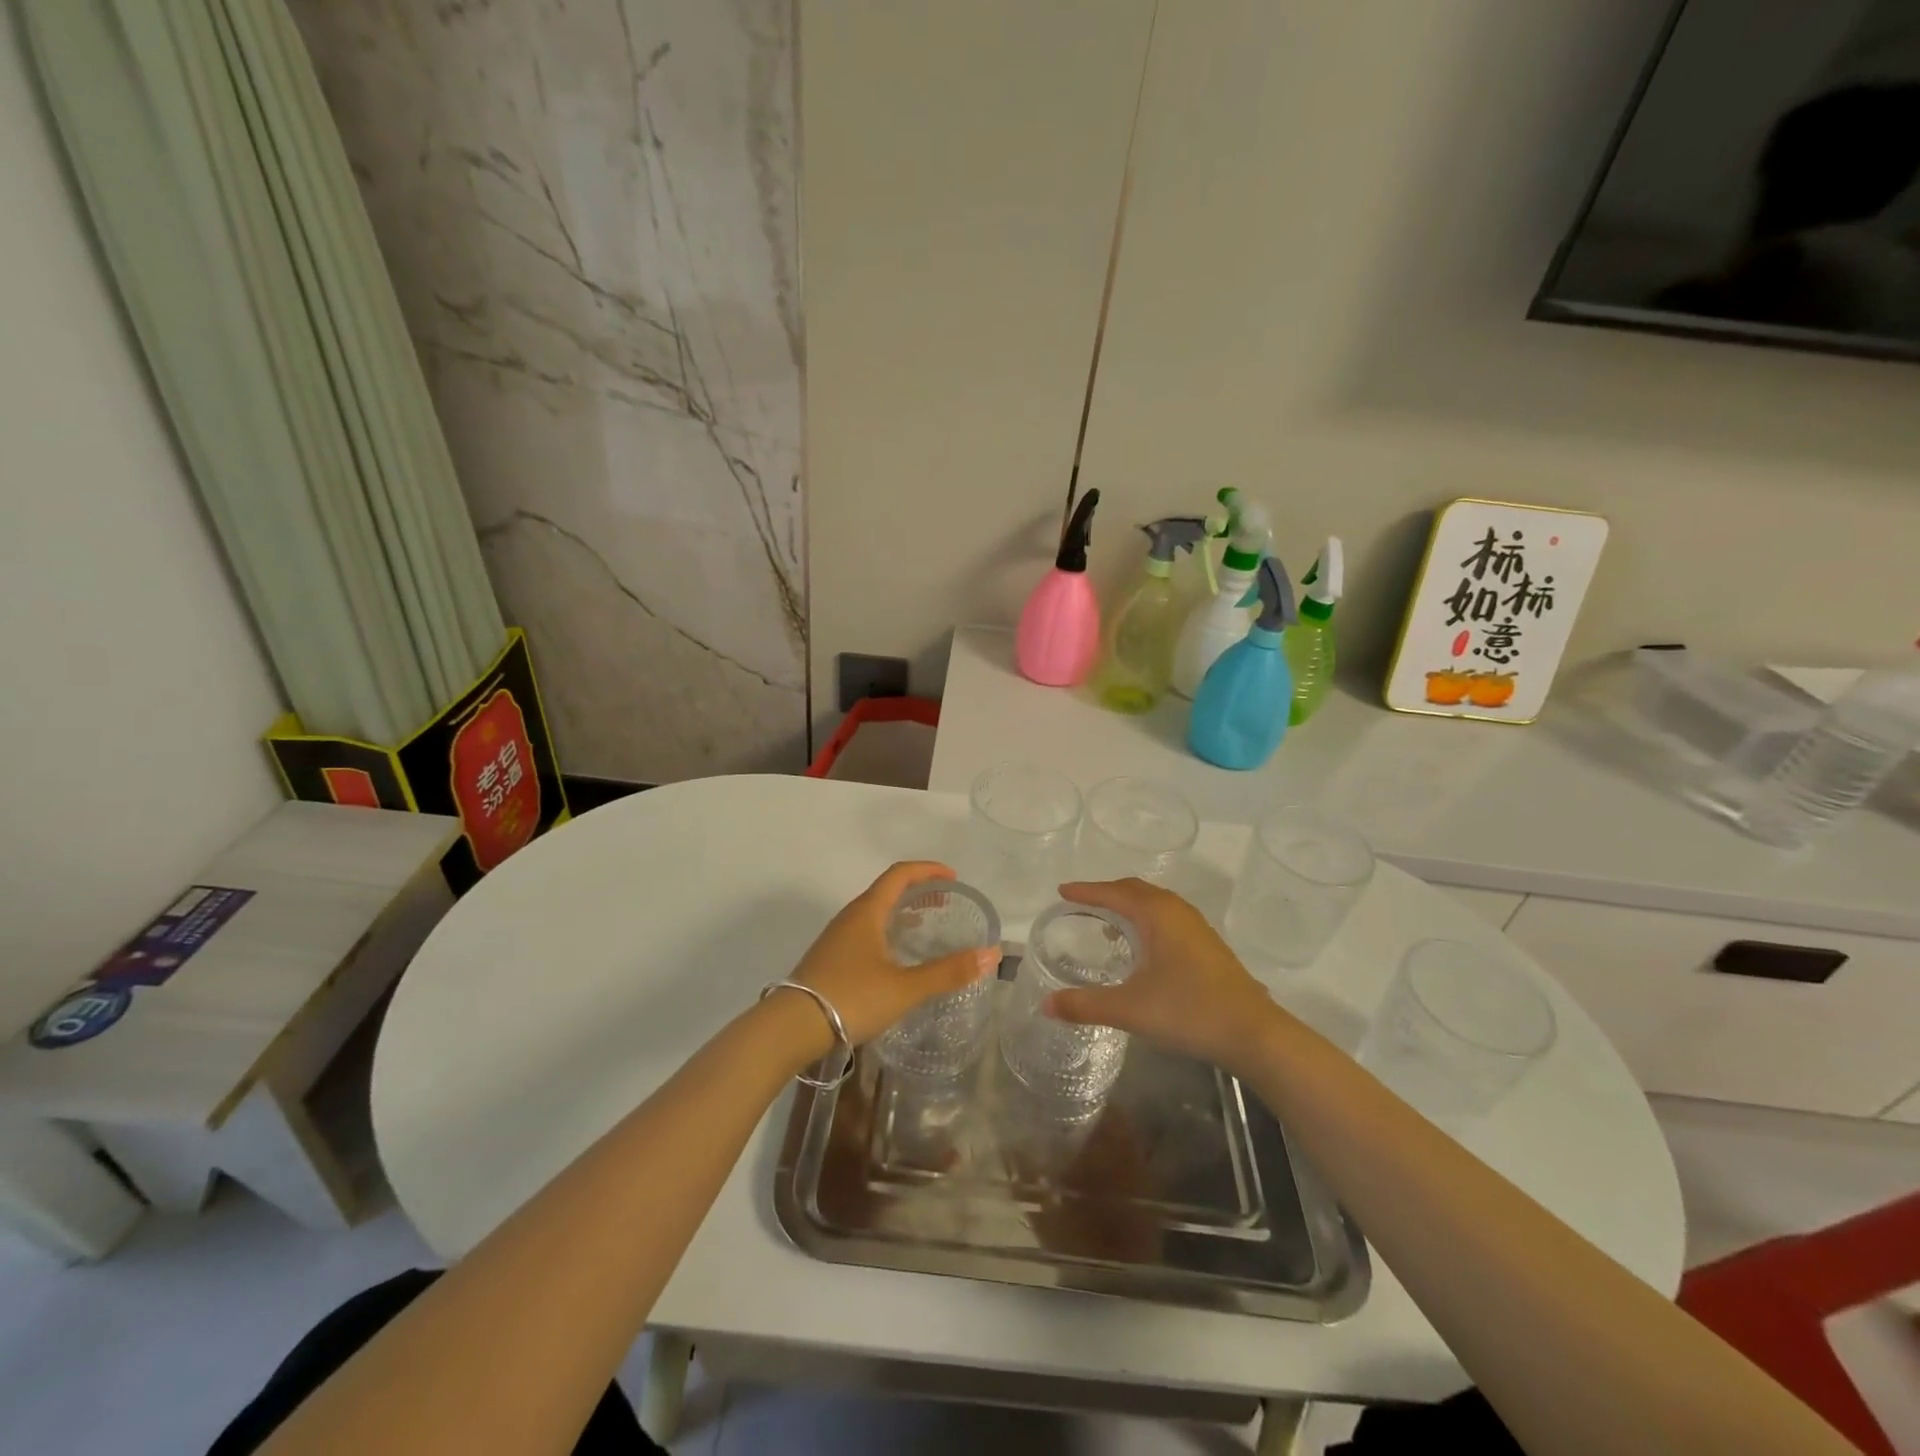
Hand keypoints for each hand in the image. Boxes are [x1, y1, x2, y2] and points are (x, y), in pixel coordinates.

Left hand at [783, 861, 998, 1050]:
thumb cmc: (851, 997)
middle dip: (917, 890)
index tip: (953, 878)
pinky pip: (865, 932)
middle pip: (887, 890)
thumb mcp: (905, 987)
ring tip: (925, 926)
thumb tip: (991, 954)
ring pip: (874, 913)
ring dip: (901, 912)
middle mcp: (850, 917)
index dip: (928, 870)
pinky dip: (887, 932)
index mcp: (867, 911)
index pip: (900, 874)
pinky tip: (895, 958)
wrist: (790, 1027)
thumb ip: (948, 971)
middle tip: (945, 901)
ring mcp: (836, 938)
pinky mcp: (830, 959)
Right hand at [1044, 878, 1282, 1077]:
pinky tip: (1143, 949)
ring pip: (1156, 904)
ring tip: (1108, 923)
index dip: (1086, 891)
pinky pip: (1168, 918)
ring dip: (1130, 906)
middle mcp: (1177, 911)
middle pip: (1136, 890)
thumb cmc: (1188, 1011)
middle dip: (1108, 893)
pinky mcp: (1209, 946)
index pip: (1113, 893)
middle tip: (1082, 903)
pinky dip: (1147, 920)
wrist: (1253, 1033)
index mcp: (1157, 914)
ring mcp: (1197, 927)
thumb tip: (1046, 1005)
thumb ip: (1085, 1005)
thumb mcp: (1130, 1009)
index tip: (1062, 891)